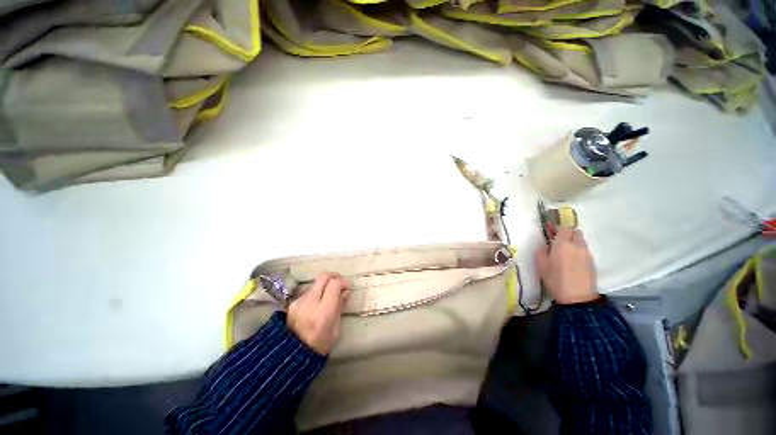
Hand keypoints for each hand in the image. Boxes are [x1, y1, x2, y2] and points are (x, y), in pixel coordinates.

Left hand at [287, 273, 349, 354]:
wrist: (292, 356)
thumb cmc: (320, 345)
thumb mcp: (336, 328)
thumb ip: (340, 306)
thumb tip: (345, 291)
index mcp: (324, 312)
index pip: (334, 284)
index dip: (343, 281)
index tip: (347, 287)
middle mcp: (310, 302)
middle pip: (323, 277)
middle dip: (334, 276)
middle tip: (339, 283)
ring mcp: (299, 301)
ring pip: (315, 283)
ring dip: (324, 285)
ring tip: (328, 296)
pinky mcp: (292, 303)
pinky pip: (308, 291)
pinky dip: (316, 293)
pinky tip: (317, 303)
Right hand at [534, 227, 598, 304]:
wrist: (577, 298)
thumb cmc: (555, 280)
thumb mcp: (540, 266)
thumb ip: (540, 252)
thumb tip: (544, 246)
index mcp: (562, 244)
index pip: (563, 228)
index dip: (557, 229)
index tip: (551, 234)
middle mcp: (576, 246)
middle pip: (576, 232)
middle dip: (568, 234)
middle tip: (559, 242)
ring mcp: (586, 254)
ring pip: (581, 241)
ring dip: (574, 242)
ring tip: (566, 253)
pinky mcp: (592, 262)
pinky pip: (585, 251)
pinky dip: (579, 251)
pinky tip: (573, 262)